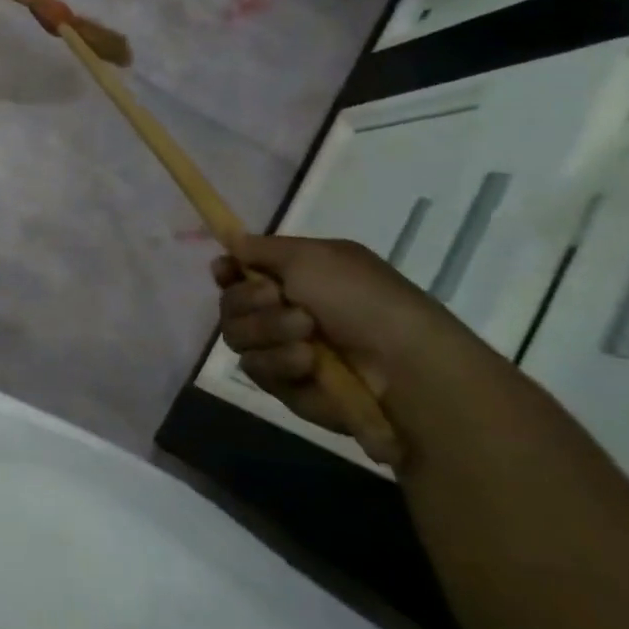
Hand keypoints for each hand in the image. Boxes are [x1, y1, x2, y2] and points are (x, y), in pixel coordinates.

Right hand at [211, 235, 492, 460]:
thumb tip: (231, 241)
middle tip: (279, 299)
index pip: (238, 272)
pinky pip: (256, 369)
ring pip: (236, 336)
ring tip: (307, 336)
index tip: (225, 271)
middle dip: (249, 300)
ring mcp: (282, 350)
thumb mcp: (313, 256)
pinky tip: (308, 364)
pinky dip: (279, 363)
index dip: (226, 271)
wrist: (404, 366)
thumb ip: (261, 247)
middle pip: (230, 304)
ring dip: (267, 331)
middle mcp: (283, 312)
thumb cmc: (362, 299)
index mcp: (294, 278)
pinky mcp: (285, 387)